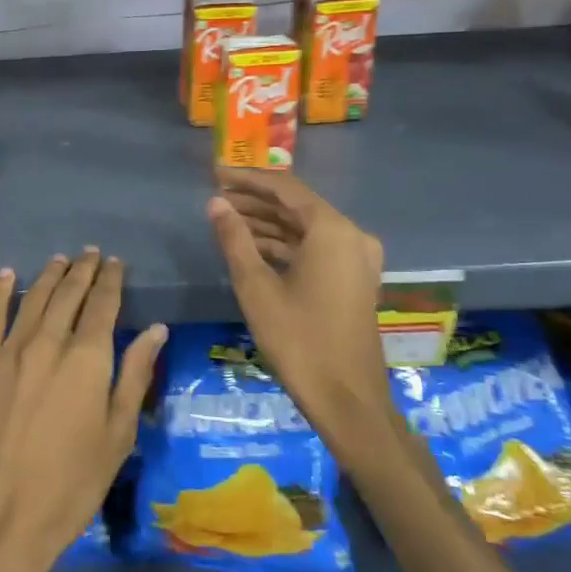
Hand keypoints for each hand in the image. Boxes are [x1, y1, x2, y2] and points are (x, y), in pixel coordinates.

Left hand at [0, 249, 166, 571]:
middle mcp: (49, 342)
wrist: (1, 515)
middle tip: (91, 254)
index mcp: (87, 358)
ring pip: (33, 298)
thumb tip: (156, 329)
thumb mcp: (118, 433)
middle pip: (68, 294)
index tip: (116, 264)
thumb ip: (134, 375)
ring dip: (49, 276)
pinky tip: (7, 275)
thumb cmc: (72, 483)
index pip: (103, 305)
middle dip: (83, 271)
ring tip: (61, 260)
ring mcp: (9, 350)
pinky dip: (0, 291)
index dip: (111, 281)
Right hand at [207, 171, 387, 429]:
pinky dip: (284, 245)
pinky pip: (315, 248)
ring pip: (305, 229)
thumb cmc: (298, 339)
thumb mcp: (256, 286)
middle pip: (297, 206)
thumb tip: (215, 203)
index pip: (285, 188)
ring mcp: (356, 259)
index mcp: (332, 230)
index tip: (214, 172)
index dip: (247, 179)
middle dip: (255, 201)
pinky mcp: (353, 280)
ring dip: (267, 224)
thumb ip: (234, 238)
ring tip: (225, 221)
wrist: (347, 399)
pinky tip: (251, 248)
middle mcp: (351, 236)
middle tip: (215, 198)